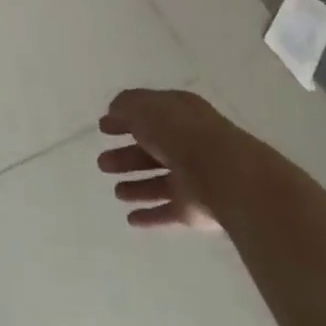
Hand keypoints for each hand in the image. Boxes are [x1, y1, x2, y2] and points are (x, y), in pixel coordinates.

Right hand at [98, 89, 221, 232]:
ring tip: (116, 191)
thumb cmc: (180, 132)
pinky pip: (167, 211)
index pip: (149, 115)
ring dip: (137, 187)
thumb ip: (125, 106)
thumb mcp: (144, 107)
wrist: (222, 174)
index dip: (125, 120)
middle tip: (103, 163)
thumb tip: (114, 113)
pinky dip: (150, 215)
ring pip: (159, 182)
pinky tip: (131, 219)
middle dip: (126, 157)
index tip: (103, 128)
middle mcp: (188, 145)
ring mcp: (193, 179)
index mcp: (180, 114)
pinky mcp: (195, 209)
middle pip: (152, 151)